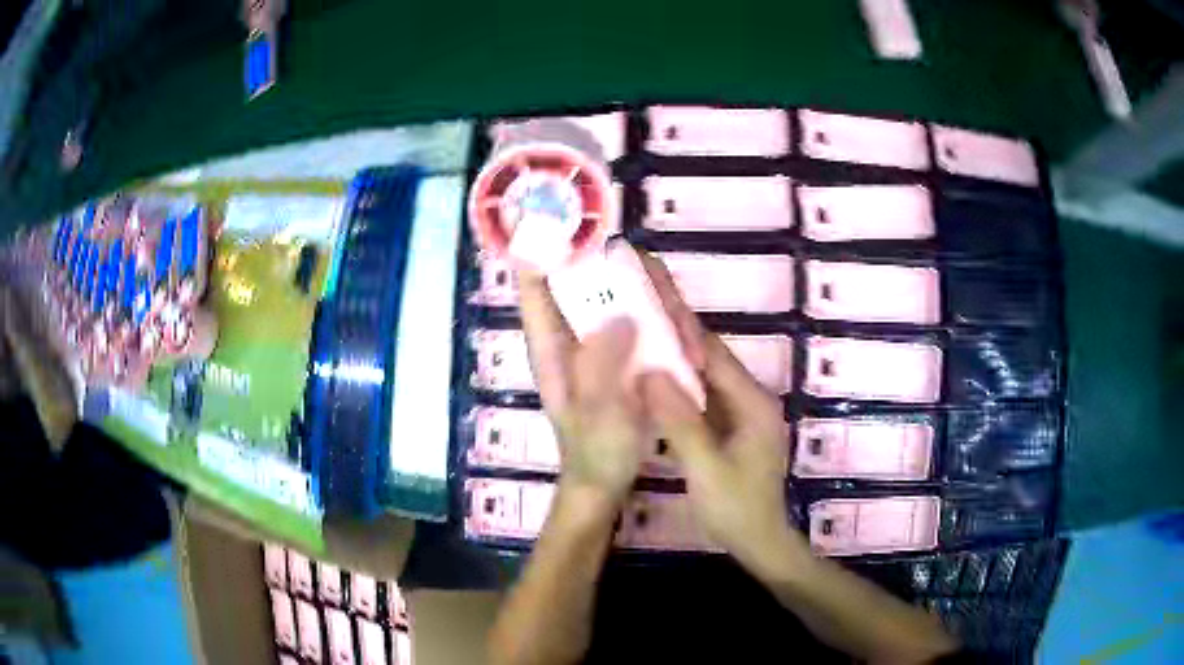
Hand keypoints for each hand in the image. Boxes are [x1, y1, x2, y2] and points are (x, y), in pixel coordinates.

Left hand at [516, 244, 704, 507]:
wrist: (609, 481)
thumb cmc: (595, 451)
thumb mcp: (596, 412)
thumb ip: (601, 365)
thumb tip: (620, 315)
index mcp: (551, 346)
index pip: (536, 286)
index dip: (543, 249)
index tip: (566, 221)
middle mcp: (572, 335)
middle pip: (584, 280)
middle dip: (615, 270)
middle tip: (653, 280)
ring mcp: (601, 342)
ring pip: (618, 295)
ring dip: (649, 296)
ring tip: (680, 323)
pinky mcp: (627, 352)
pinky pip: (643, 318)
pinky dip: (662, 318)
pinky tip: (685, 336)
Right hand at [641, 335, 801, 568]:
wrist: (759, 543)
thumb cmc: (737, 508)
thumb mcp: (706, 468)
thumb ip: (680, 421)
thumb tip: (649, 374)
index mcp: (753, 403)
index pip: (715, 355)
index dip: (683, 331)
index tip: (649, 309)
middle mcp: (751, 401)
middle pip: (711, 363)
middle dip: (675, 345)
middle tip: (636, 325)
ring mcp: (742, 416)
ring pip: (705, 382)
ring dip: (675, 368)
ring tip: (637, 349)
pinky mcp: (732, 432)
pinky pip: (703, 403)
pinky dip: (679, 395)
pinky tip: (652, 390)